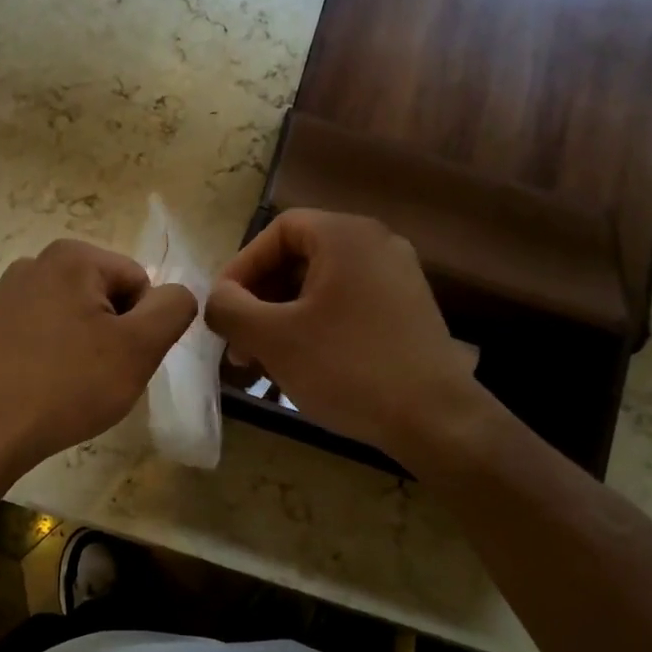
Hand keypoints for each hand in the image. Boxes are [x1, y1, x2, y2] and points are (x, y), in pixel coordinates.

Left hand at [0, 239, 198, 477]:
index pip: (140, 283)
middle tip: (102, 376)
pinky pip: (47, 334)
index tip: (124, 361)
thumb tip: (177, 294)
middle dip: (115, 335)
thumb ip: (174, 309)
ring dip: (89, 348)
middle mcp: (37, 262)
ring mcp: (9, 294)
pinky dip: (58, 356)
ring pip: (78, 318)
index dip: (143, 327)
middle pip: (108, 297)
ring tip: (74, 385)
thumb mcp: (140, 347)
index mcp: (72, 256)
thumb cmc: (69, 385)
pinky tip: (48, 386)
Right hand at [204, 209, 483, 462]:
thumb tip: (217, 298)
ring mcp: (397, 278)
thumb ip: (230, 308)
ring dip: (281, 319)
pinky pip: (345, 306)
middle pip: (298, 259)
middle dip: (258, 301)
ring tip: (260, 363)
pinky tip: (297, 368)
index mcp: (346, 236)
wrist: (435, 419)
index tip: (221, 309)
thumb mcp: (273, 338)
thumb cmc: (347, 368)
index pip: (277, 232)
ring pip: (319, 288)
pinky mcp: (407, 311)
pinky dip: (314, 328)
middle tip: (237, 344)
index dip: (240, 268)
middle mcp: (376, 245)